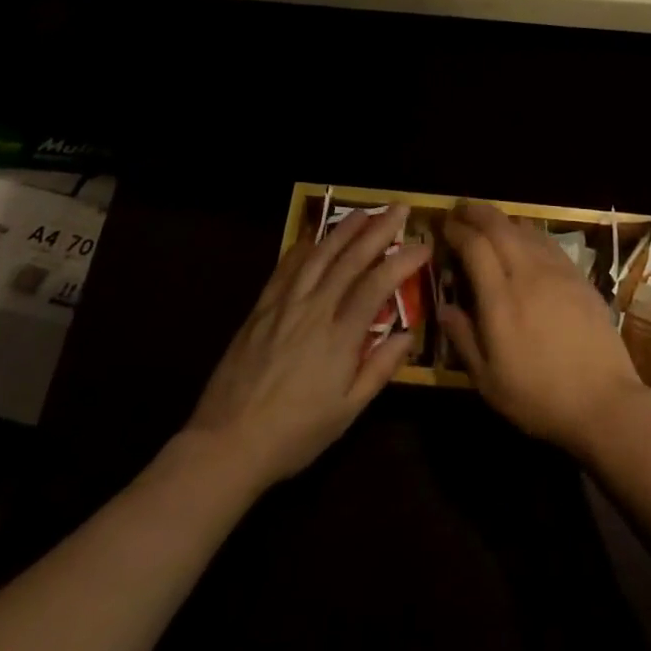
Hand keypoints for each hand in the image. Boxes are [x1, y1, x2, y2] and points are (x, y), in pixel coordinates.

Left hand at [186, 203, 428, 490]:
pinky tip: (311, 237)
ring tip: (363, 211)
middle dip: (378, 230)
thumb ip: (378, 370)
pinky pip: (284, 269)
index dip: (402, 261)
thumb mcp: (346, 412)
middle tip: (398, 208)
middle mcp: (314, 310)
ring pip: (318, 256)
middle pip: (350, 260)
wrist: (227, 442)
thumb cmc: (294, 433)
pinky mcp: (261, 309)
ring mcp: (284, 305)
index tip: (423, 245)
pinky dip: (302, 248)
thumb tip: (407, 335)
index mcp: (339, 337)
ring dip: (343, 230)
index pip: (377, 285)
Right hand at [438, 200, 650, 457]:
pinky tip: (524, 240)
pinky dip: (528, 232)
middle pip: (499, 226)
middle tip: (461, 210)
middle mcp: (528, 274)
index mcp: (501, 299)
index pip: (475, 246)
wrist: (605, 402)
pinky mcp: (579, 276)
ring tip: (488, 221)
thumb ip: (463, 338)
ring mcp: (558, 271)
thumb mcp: (489, 381)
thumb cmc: (540, 397)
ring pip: (525, 228)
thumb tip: (443, 307)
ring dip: (502, 219)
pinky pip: (548, 241)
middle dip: (477, 212)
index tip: (444, 225)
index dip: (457, 230)